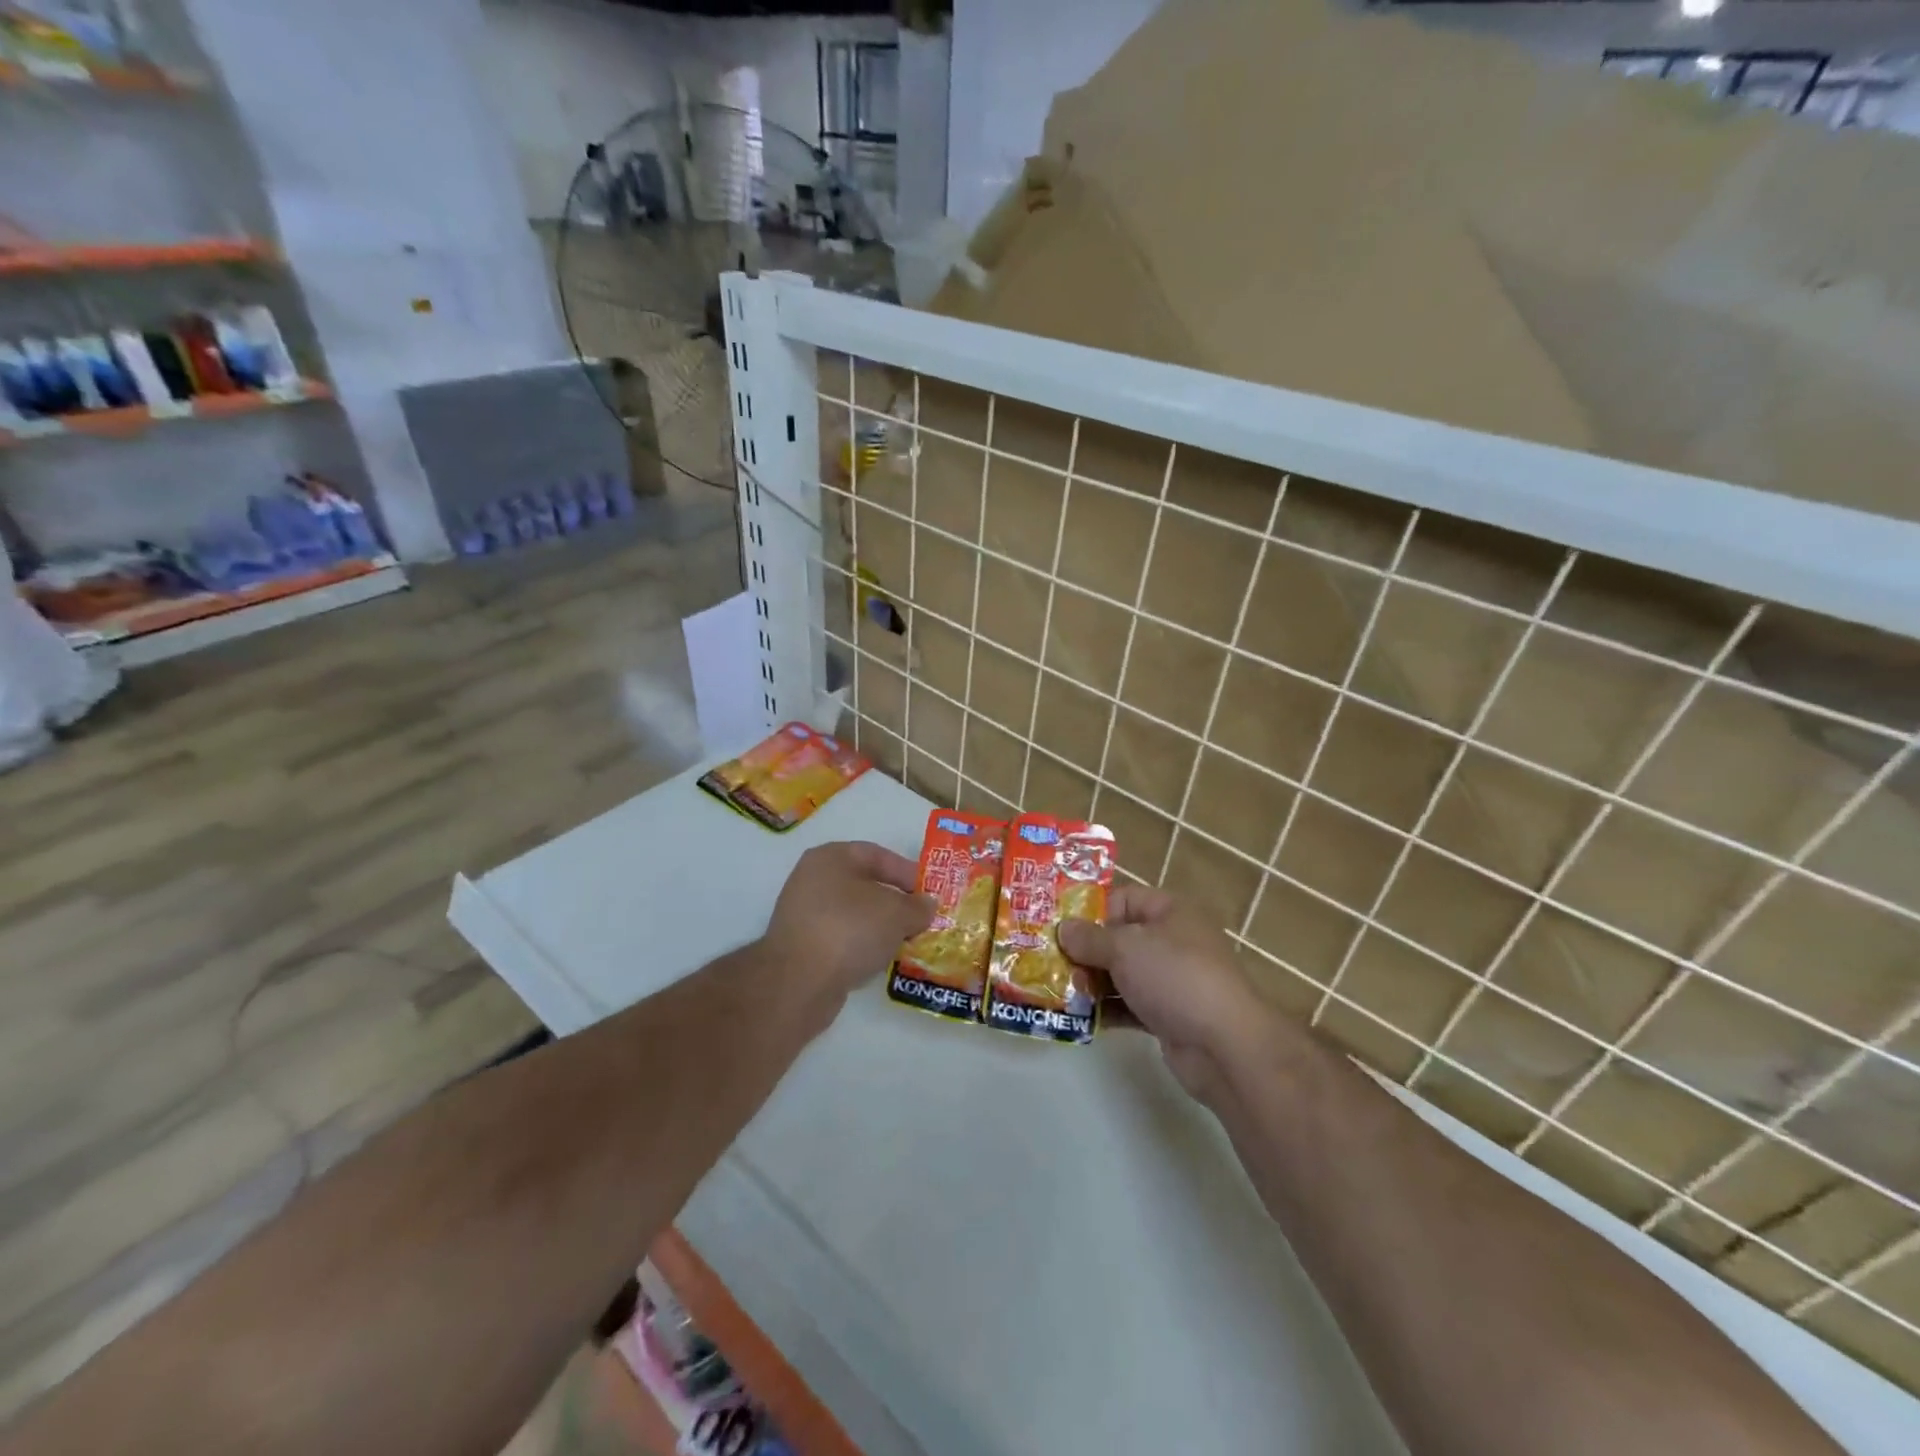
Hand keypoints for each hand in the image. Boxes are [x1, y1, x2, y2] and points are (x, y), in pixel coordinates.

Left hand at [763, 841, 934, 1013]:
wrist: (798, 981)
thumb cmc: (850, 929)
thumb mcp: (897, 913)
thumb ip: (918, 907)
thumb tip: (927, 905)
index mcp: (831, 857)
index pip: (876, 855)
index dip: (906, 871)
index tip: (928, 892)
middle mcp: (812, 879)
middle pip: (863, 885)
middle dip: (894, 902)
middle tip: (920, 918)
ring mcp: (803, 914)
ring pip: (852, 914)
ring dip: (879, 926)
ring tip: (904, 942)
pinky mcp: (800, 946)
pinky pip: (840, 938)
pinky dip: (860, 945)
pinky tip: (878, 960)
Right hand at [1059, 886, 1276, 1104]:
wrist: (1225, 1046)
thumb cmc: (1174, 977)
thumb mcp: (1126, 948)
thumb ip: (1090, 938)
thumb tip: (1064, 929)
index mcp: (1169, 911)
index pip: (1122, 899)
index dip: (1089, 909)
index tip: (1056, 924)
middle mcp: (1171, 941)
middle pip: (1118, 938)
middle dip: (1083, 949)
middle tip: (1047, 959)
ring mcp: (1170, 980)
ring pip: (1121, 973)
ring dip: (1090, 981)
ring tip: (1055, 989)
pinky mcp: (1167, 1015)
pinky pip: (1128, 1004)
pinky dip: (1106, 1008)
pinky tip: (1077, 1016)